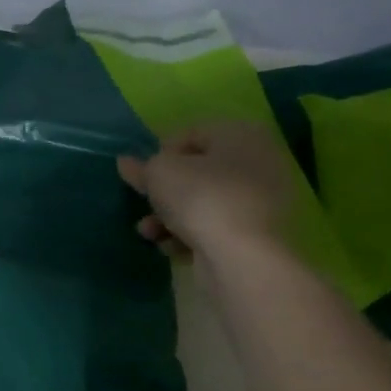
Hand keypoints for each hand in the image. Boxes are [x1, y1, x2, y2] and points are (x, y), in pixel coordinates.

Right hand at [117, 120, 292, 259]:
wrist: (242, 258)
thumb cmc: (201, 198)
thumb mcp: (159, 172)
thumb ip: (142, 166)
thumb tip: (127, 163)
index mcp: (242, 136)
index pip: (193, 133)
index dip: (162, 152)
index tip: (145, 174)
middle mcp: (259, 164)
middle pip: (198, 172)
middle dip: (165, 191)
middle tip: (145, 202)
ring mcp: (262, 202)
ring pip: (203, 203)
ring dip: (169, 216)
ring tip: (149, 231)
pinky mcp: (257, 235)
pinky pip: (214, 227)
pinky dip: (190, 235)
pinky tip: (171, 248)